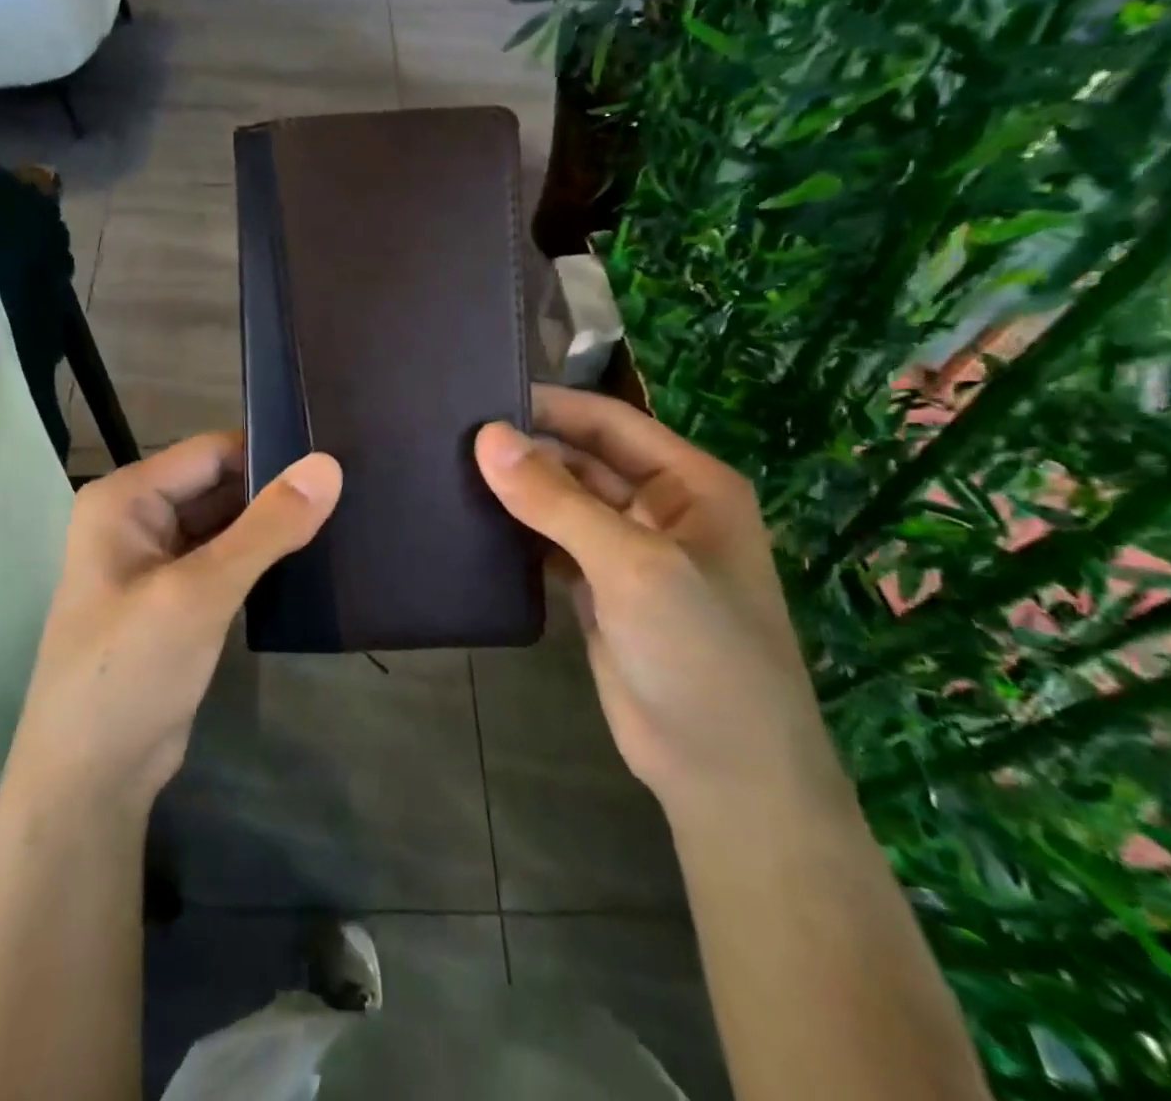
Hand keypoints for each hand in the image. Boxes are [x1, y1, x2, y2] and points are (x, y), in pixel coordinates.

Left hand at [4, 432, 342, 817]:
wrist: (91, 778)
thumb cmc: (130, 671)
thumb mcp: (200, 593)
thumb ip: (266, 528)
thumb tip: (328, 465)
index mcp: (126, 499)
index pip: (210, 453)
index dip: (269, 451)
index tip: (335, 457)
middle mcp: (137, 519)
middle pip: (219, 485)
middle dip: (275, 490)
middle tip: (351, 488)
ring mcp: (157, 561)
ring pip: (226, 524)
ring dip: (272, 525)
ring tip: (344, 516)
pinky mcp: (178, 598)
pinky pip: (226, 560)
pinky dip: (262, 558)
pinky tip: (311, 559)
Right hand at [474, 385, 845, 824]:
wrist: (723, 774)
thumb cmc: (699, 652)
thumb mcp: (632, 565)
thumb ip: (557, 500)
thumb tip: (486, 437)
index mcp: (689, 483)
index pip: (608, 421)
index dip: (548, 406)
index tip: (478, 396)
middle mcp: (659, 508)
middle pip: (581, 459)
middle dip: (525, 449)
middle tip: (447, 438)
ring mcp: (627, 552)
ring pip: (562, 502)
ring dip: (517, 490)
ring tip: (447, 471)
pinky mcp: (598, 590)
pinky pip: (550, 543)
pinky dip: (517, 532)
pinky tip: (471, 523)